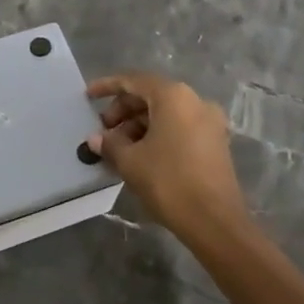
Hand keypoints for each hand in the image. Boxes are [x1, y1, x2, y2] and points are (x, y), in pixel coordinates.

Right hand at [85, 72, 250, 240]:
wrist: (215, 222)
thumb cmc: (169, 182)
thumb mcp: (131, 161)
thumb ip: (110, 143)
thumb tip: (96, 139)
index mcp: (173, 96)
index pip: (133, 81)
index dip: (107, 86)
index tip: (87, 97)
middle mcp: (195, 100)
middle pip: (150, 96)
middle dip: (123, 111)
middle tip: (103, 132)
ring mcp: (209, 121)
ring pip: (165, 113)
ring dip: (138, 125)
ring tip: (119, 149)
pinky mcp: (215, 142)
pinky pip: (179, 127)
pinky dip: (158, 134)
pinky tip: (141, 155)